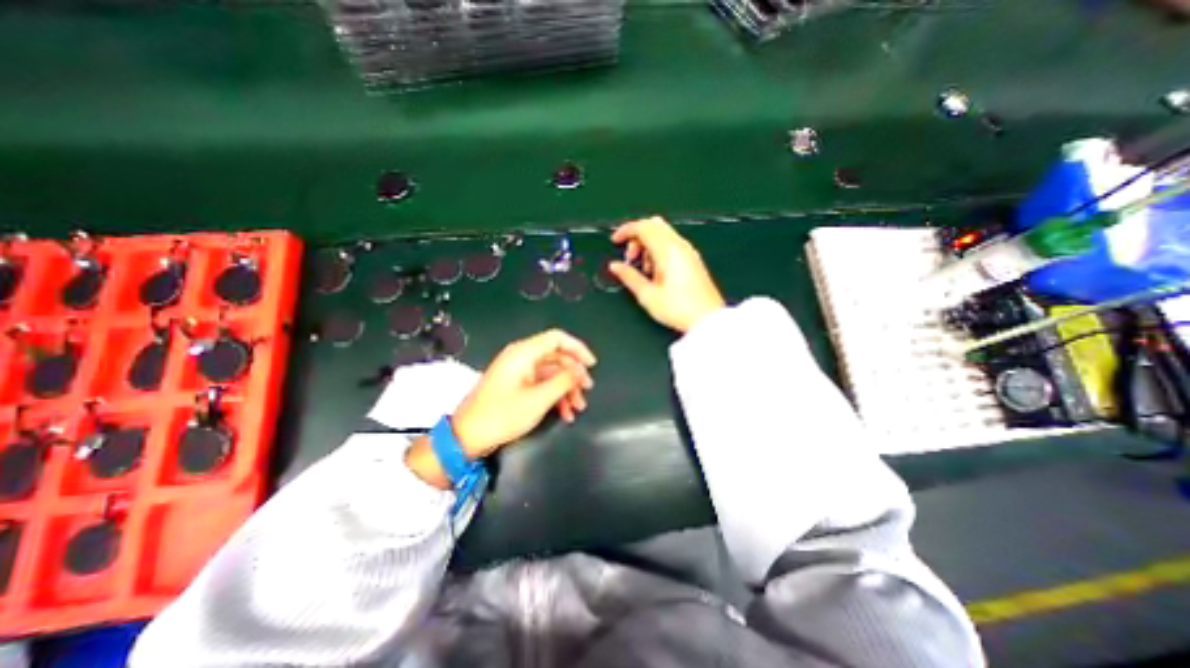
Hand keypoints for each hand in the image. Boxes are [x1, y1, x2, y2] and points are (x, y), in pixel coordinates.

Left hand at [449, 330, 593, 457]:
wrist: (467, 437)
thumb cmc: (502, 415)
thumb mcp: (538, 399)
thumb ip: (563, 381)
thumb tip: (580, 371)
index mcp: (524, 353)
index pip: (557, 339)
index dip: (578, 349)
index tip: (592, 365)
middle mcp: (521, 357)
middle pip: (556, 357)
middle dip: (574, 375)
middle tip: (587, 391)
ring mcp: (518, 372)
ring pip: (551, 373)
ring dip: (566, 389)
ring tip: (577, 408)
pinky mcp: (516, 385)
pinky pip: (541, 384)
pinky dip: (554, 396)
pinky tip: (564, 413)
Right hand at [613, 216, 724, 332]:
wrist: (707, 319)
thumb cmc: (680, 309)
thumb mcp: (647, 295)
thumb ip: (629, 277)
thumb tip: (615, 267)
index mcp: (667, 251)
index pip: (643, 227)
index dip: (626, 230)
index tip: (615, 240)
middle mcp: (679, 246)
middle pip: (653, 225)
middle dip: (637, 236)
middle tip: (630, 257)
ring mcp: (688, 251)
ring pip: (663, 233)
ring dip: (648, 244)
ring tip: (644, 270)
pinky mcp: (692, 259)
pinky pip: (672, 244)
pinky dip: (659, 249)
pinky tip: (656, 271)